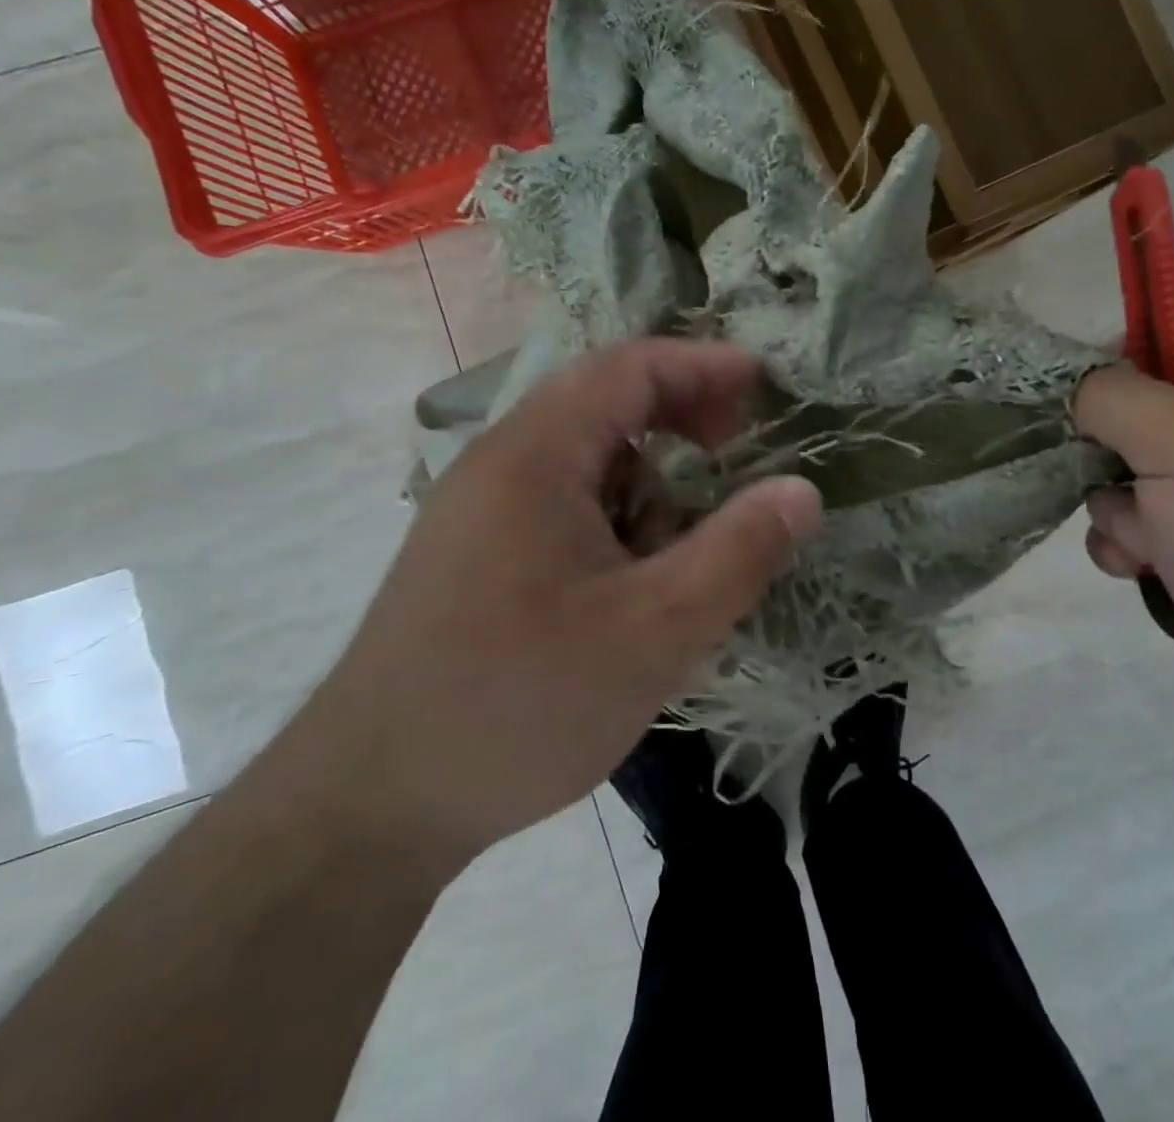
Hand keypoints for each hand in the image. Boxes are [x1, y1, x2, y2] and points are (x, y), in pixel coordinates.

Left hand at [285, 340, 822, 880]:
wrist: (369, 806)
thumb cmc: (520, 704)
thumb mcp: (656, 631)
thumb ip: (739, 552)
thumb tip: (803, 491)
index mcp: (536, 455)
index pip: (630, 368)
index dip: (705, 366)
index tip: (765, 387)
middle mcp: (500, 463)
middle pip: (604, 404)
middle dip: (680, 418)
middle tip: (736, 452)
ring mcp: (479, 509)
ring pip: (586, 462)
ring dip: (647, 483)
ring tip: (682, 549)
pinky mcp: (474, 553)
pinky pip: (561, 505)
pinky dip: (614, 521)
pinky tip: (631, 587)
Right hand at [1073, 321, 1173, 793]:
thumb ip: (1117, 396)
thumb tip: (1080, 390)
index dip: (1147, 350)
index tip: (1089, 384)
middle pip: (1162, 416)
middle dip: (1117, 445)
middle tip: (1098, 466)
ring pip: (1142, 482)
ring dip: (1118, 506)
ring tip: (1140, 542)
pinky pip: (1148, 537)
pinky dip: (1130, 549)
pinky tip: (1138, 573)